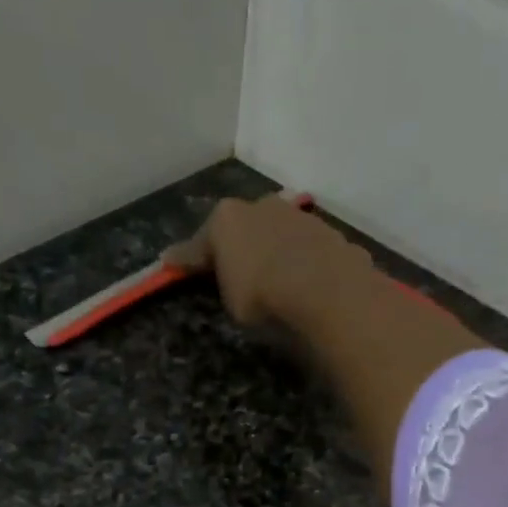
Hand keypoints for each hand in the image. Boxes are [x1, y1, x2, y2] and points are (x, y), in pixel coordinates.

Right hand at [164, 194, 373, 327]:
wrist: (328, 295)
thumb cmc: (263, 298)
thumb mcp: (229, 300)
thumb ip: (216, 280)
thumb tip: (190, 264)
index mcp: (227, 218)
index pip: (201, 241)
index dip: (188, 257)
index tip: (173, 264)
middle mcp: (264, 206)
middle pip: (246, 228)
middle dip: (240, 246)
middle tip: (237, 272)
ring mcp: (302, 218)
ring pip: (282, 234)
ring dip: (278, 252)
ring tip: (279, 281)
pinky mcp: (334, 236)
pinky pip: (312, 252)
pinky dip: (307, 265)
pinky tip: (310, 287)